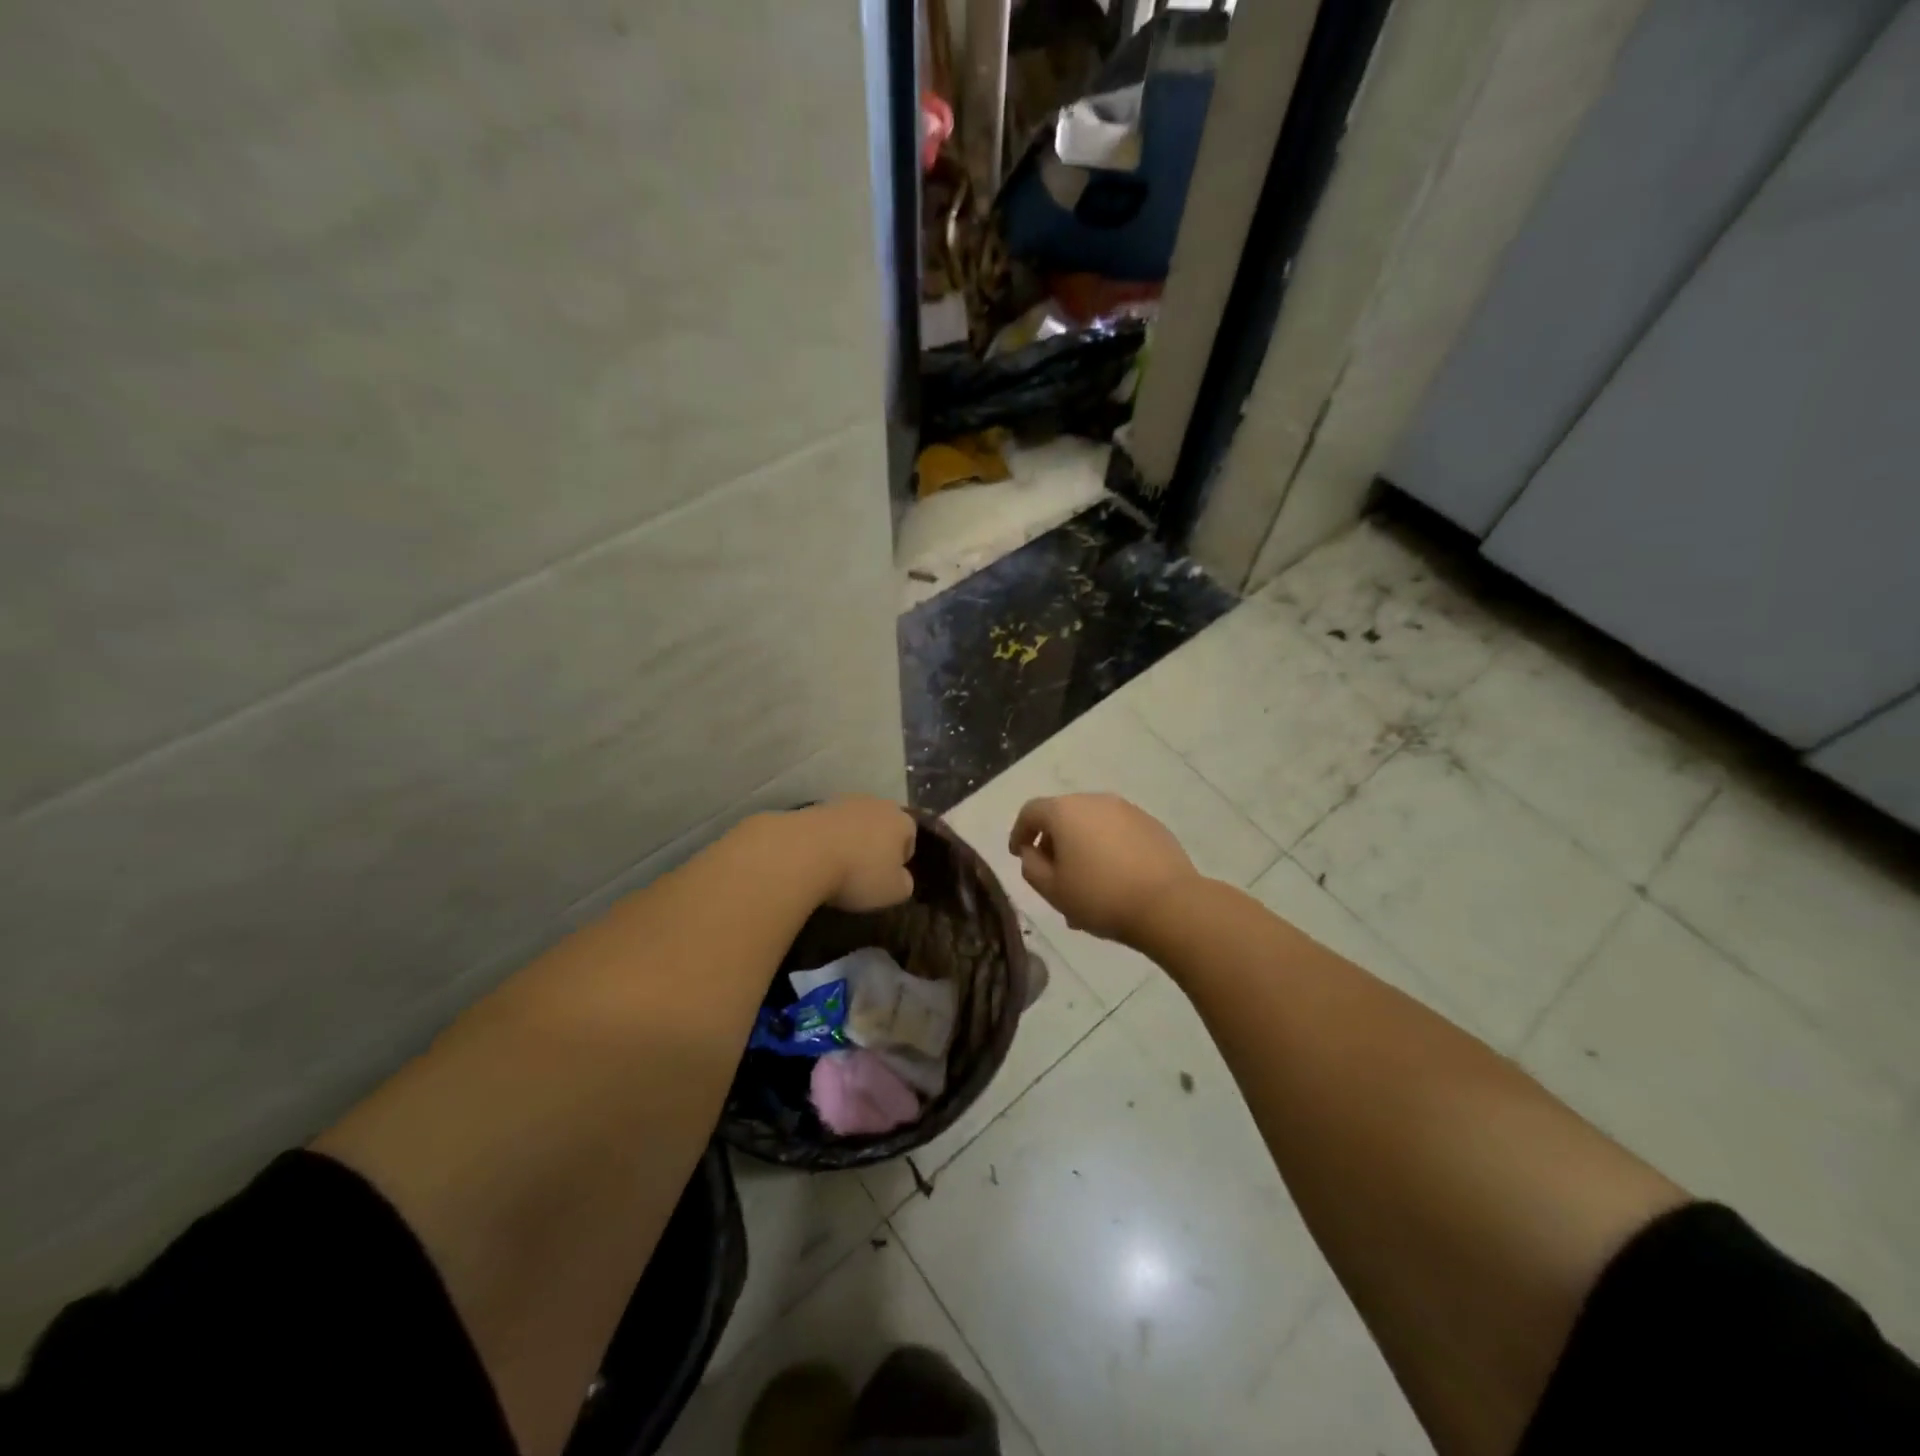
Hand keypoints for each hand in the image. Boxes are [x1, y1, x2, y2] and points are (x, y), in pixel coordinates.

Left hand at [798, 797, 917, 910]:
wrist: (803, 852)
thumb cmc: (858, 873)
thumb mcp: (893, 892)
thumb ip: (904, 883)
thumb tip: (901, 878)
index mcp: (901, 819)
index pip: (909, 838)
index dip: (900, 860)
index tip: (886, 879)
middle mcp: (875, 803)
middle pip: (881, 826)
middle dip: (875, 845)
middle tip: (863, 872)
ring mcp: (843, 801)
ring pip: (853, 824)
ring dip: (849, 841)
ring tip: (836, 867)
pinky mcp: (813, 806)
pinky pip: (828, 827)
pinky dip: (825, 840)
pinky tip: (816, 859)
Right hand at [1009, 794, 1198, 944]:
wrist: (1168, 904)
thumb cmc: (1100, 896)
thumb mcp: (1052, 890)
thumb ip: (1031, 867)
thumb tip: (1032, 852)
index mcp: (1065, 811)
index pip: (1031, 812)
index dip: (1019, 832)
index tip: (1018, 854)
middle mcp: (1095, 801)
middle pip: (1063, 816)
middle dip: (1053, 844)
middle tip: (1052, 876)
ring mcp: (1127, 810)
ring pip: (1092, 827)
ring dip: (1081, 849)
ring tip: (1084, 887)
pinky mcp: (1151, 825)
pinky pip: (1117, 834)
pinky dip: (1107, 850)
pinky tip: (1113, 880)